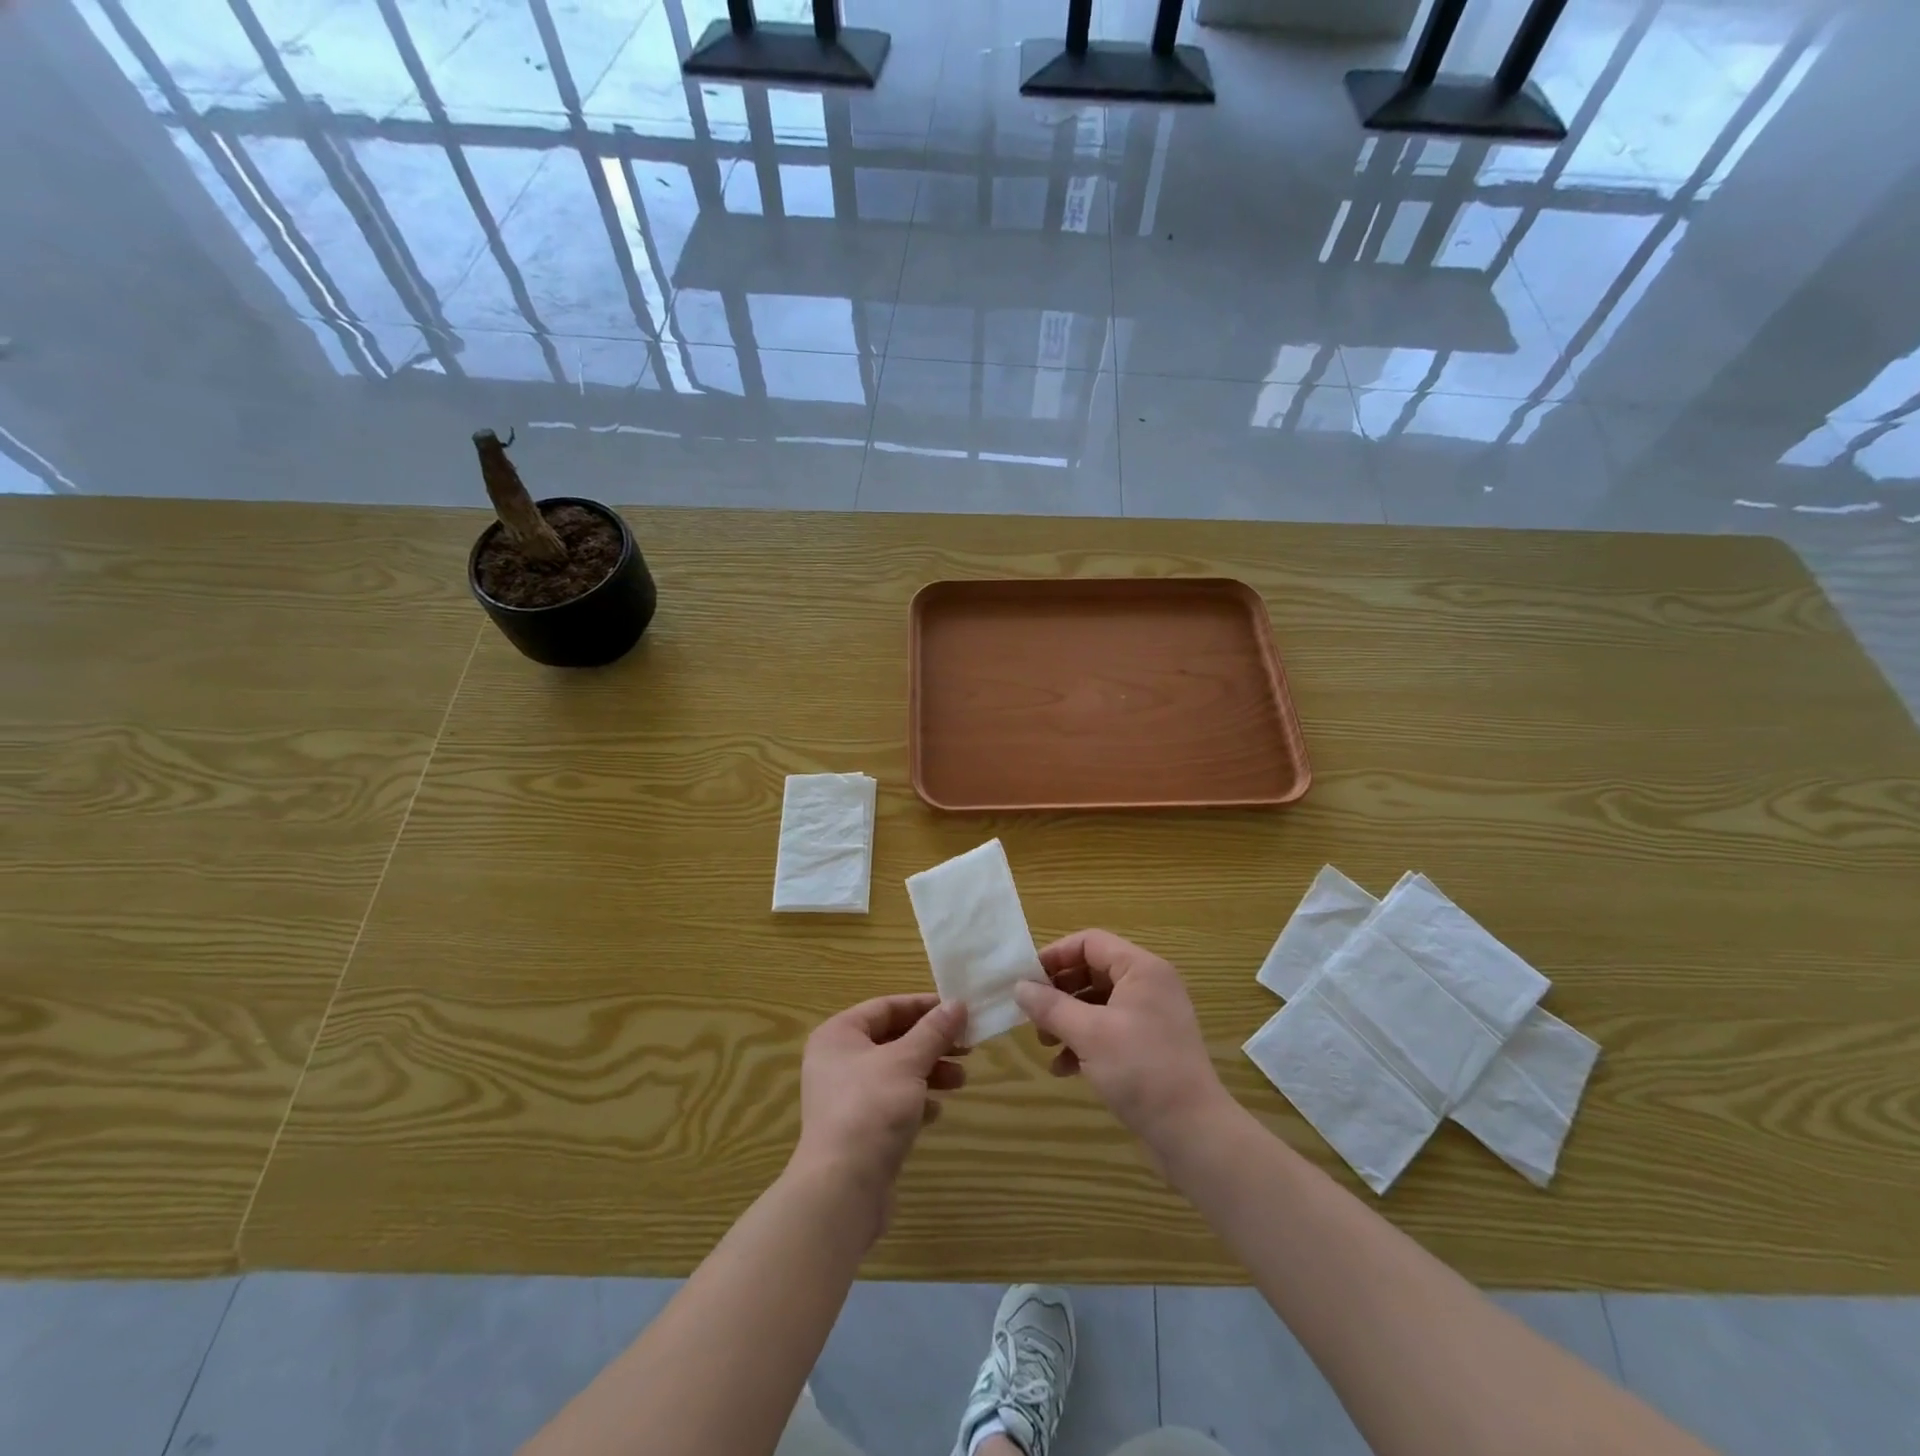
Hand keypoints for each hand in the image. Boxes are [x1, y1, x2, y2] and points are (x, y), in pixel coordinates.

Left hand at [791, 994, 967, 1231]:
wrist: (843, 1188)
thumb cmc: (872, 1107)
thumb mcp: (908, 1061)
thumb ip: (934, 1031)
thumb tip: (957, 1003)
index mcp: (839, 1035)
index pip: (886, 1007)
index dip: (923, 1006)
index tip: (958, 1010)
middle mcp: (837, 1061)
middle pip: (892, 1039)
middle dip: (932, 1043)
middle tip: (968, 1047)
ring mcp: (846, 1097)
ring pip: (895, 1072)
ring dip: (930, 1072)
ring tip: (961, 1080)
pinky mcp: (858, 1129)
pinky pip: (892, 1103)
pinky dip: (916, 1101)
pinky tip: (937, 1111)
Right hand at [1014, 930, 1228, 1157]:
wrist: (1194, 1133)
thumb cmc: (1141, 1070)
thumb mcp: (1089, 1034)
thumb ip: (1051, 1006)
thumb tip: (1019, 987)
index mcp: (1141, 969)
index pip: (1090, 942)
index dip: (1055, 956)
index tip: (1026, 979)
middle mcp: (1149, 985)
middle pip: (1092, 971)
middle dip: (1059, 993)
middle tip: (1032, 1014)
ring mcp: (1151, 1017)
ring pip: (1098, 1003)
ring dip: (1067, 1019)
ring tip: (1045, 1043)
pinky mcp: (1149, 1046)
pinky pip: (1109, 1030)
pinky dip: (1084, 1042)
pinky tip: (1064, 1068)